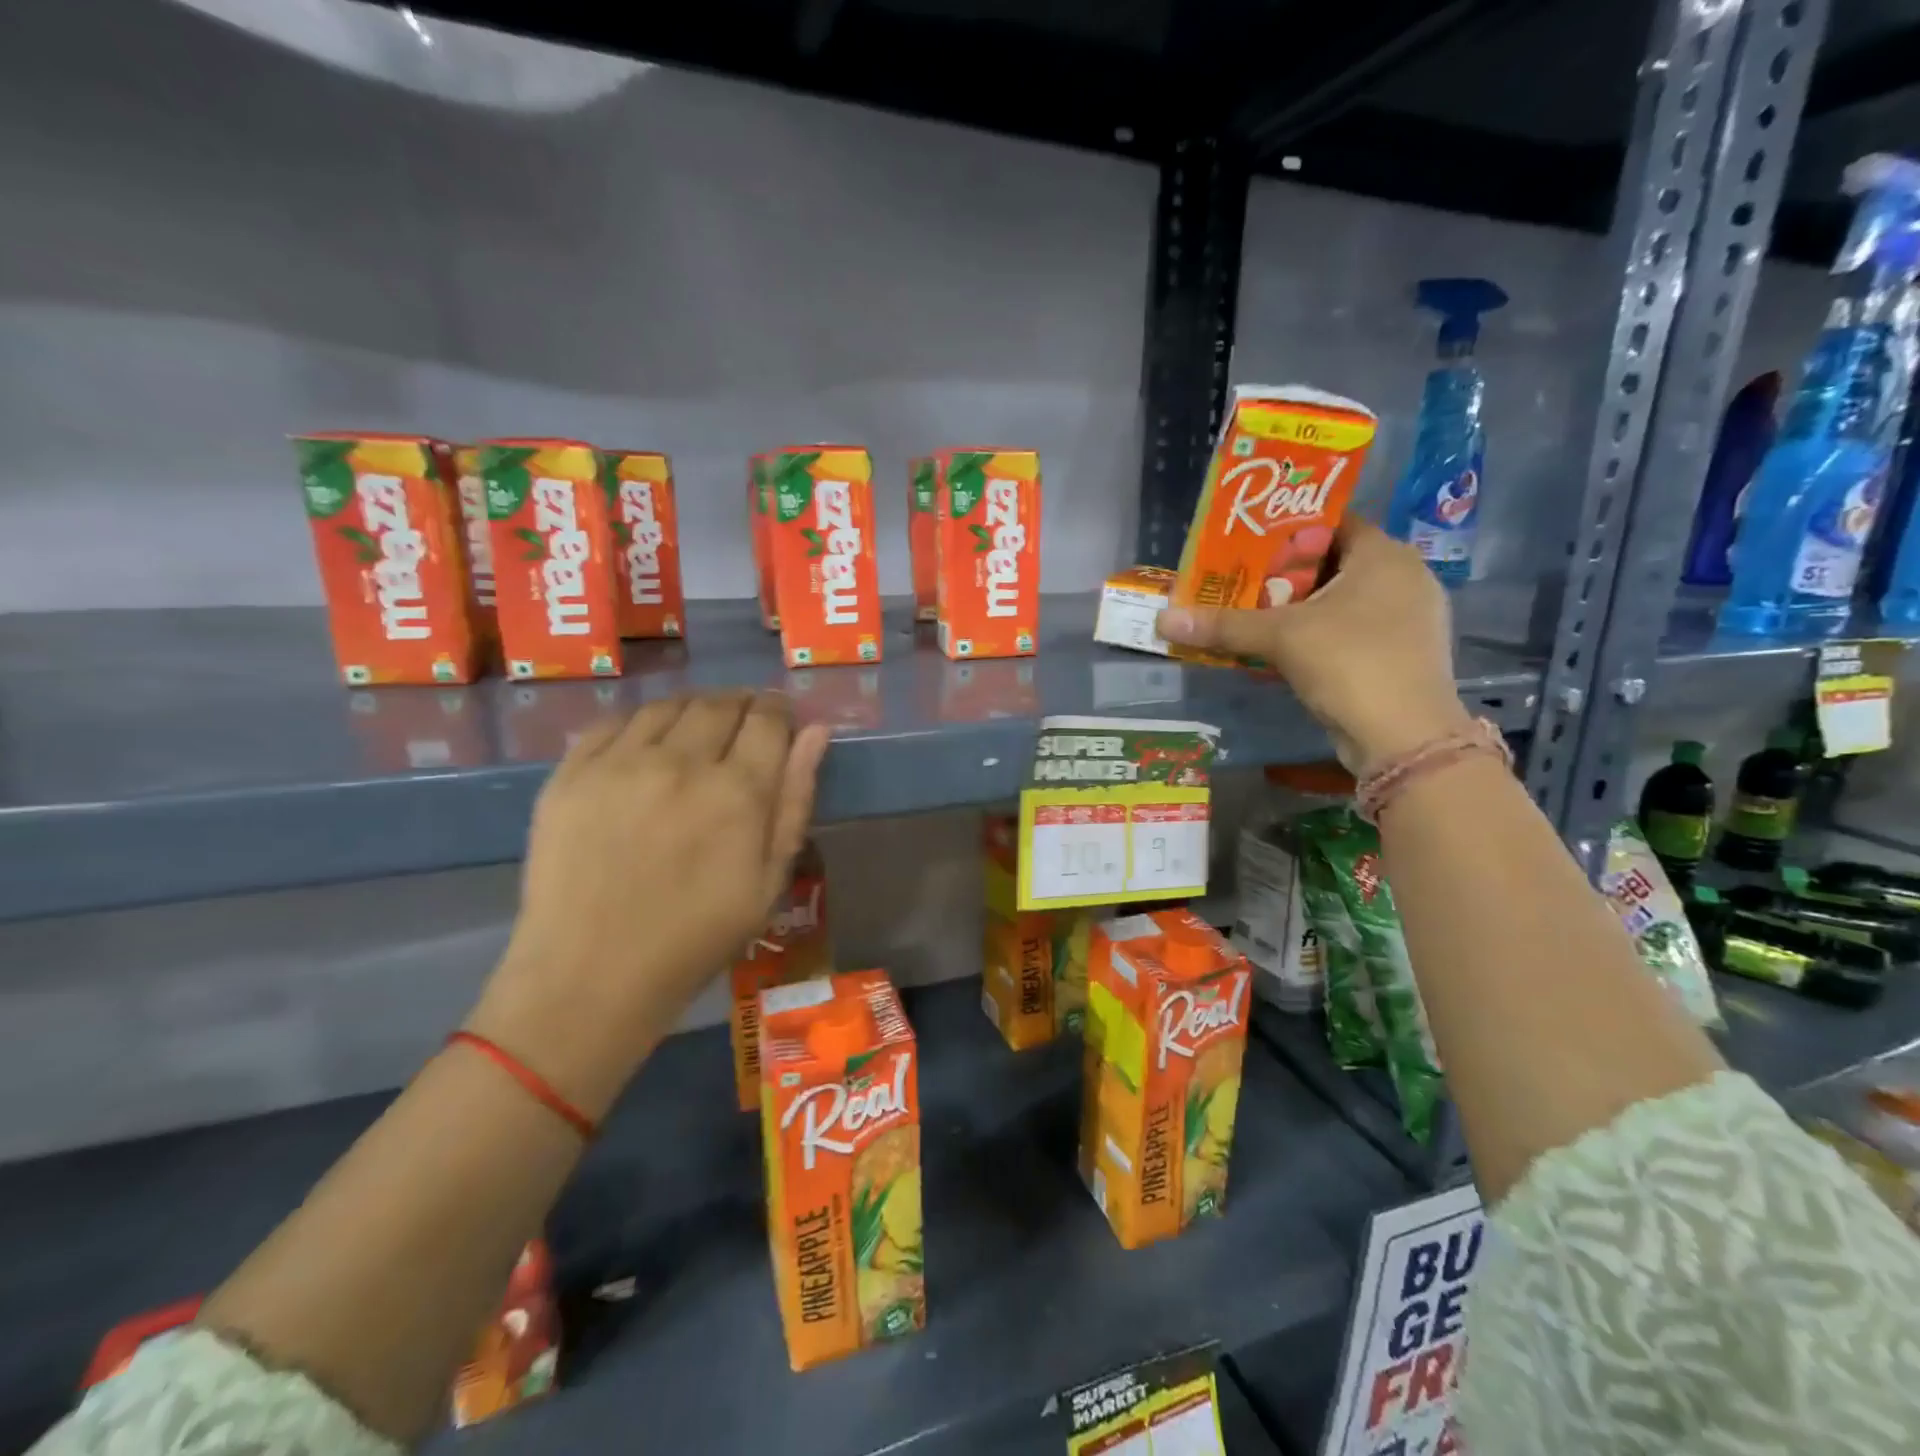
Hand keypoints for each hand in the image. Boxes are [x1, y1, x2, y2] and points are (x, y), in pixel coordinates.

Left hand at [468, 691, 831, 1115]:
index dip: (779, 710)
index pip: (767, 718)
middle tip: (743, 728)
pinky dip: (642, 724)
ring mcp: (619, 764)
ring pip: (668, 705)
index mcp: (737, 791)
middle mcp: (680, 762)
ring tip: (697, 733)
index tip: (781, 719)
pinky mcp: (570, 774)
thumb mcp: (768, 881)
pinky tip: (647, 747)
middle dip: (741, 705)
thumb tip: (816, 732)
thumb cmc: (696, 937)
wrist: (591, 976)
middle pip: (719, 703)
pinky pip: (615, 723)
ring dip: (694, 709)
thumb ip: (795, 799)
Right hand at [1156, 517, 1471, 772]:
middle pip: (1333, 562)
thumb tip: (1163, 618)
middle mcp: (1404, 577)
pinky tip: (1284, 648)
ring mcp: (1407, 618)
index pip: (1332, 522)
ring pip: (1342, 599)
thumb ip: (1223, 624)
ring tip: (1253, 613)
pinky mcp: (1400, 653)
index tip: (1246, 543)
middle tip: (1240, 580)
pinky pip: (1351, 628)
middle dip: (1285, 573)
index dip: (1287, 530)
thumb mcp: (1280, 637)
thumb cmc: (1349, 663)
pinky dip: (1317, 633)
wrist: (1404, 738)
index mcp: (1384, 555)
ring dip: (1299, 607)